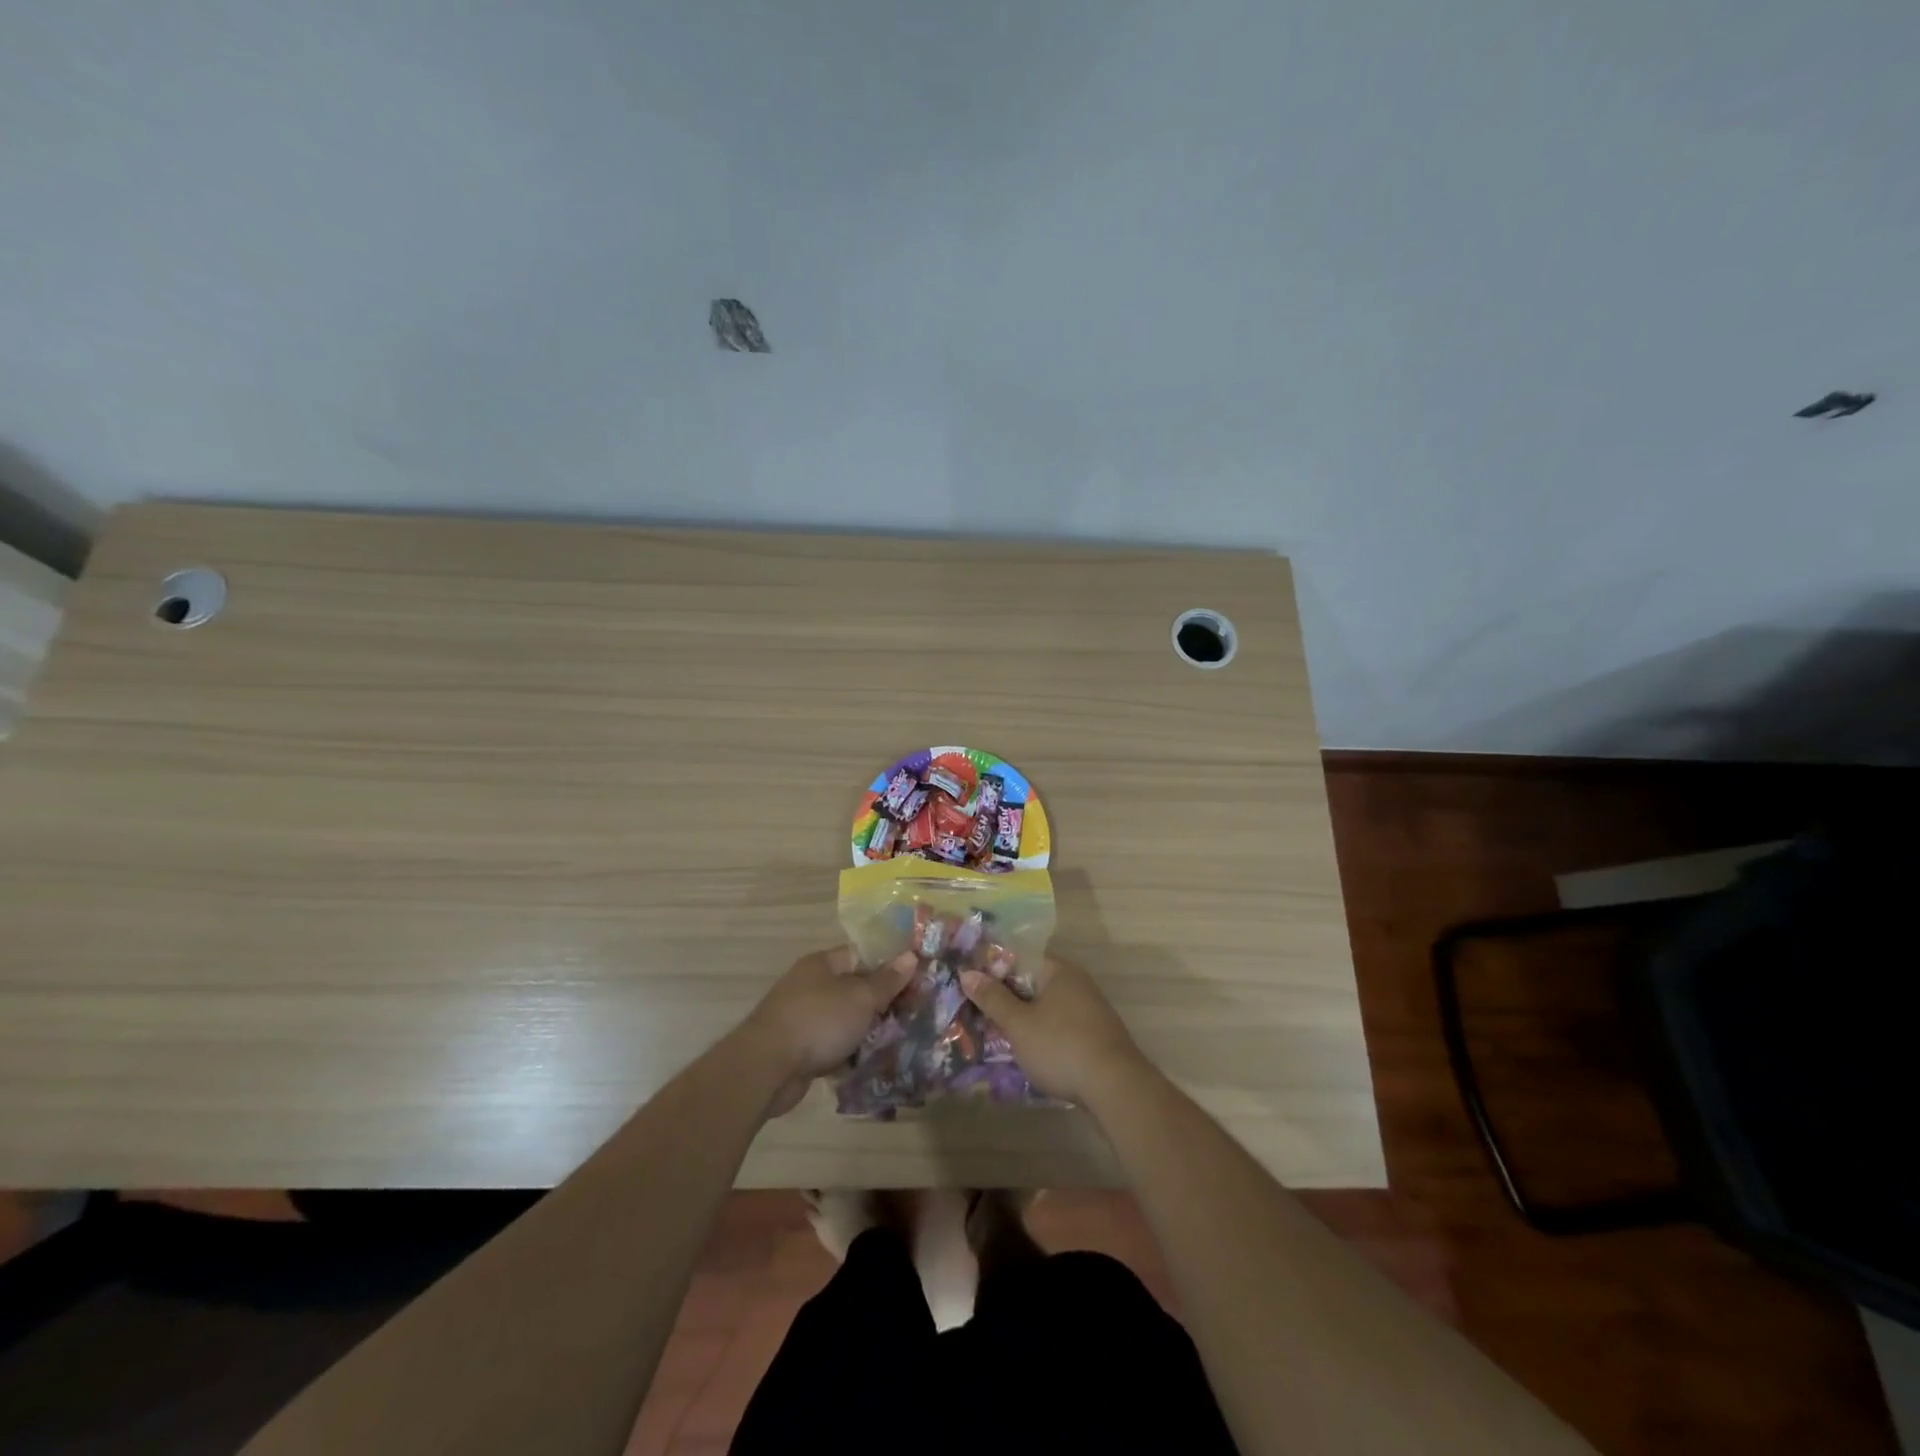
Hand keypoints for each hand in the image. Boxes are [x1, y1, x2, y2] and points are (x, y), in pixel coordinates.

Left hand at [745, 947, 915, 1116]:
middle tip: (913, 1013)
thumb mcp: (860, 998)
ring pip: (844, 1018)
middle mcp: (810, 985)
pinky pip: (833, 1044)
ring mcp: (802, 1017)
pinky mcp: (799, 1048)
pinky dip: (849, 1051)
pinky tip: (872, 1062)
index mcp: (822, 964)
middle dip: (881, 1002)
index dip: (889, 965)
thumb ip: (886, 980)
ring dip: (866, 1030)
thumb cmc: (818, 1021)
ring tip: (899, 1040)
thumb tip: (910, 955)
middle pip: (854, 988)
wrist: (767, 1068)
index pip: (862, 955)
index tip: (916, 980)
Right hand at [959, 956, 1149, 1104]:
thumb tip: (967, 972)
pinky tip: (1028, 1051)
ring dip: (1024, 1018)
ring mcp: (1090, 1009)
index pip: (1020, 957)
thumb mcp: (1019, 1024)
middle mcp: (1077, 982)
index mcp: (1059, 970)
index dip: (994, 969)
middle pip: (1033, 982)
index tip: (971, 985)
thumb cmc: (1061, 1047)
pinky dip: (1042, 1033)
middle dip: (1007, 997)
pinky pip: (1060, 1025)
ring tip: (997, 1034)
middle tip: (978, 1012)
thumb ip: (993, 998)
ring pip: (1046, 1006)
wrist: (1116, 1088)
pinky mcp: (1096, 1035)